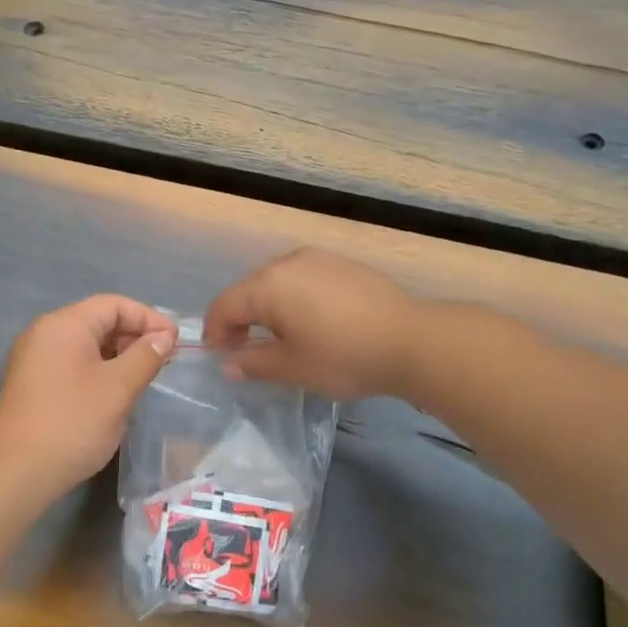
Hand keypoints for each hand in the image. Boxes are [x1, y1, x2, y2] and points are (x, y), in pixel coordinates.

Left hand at [0, 295, 178, 495]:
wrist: (17, 472)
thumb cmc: (74, 422)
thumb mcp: (119, 388)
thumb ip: (145, 356)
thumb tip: (163, 337)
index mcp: (64, 324)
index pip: (114, 305)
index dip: (149, 318)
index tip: (175, 342)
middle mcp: (44, 333)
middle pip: (97, 321)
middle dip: (134, 336)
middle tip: (163, 360)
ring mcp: (33, 359)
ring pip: (84, 345)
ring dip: (117, 355)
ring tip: (144, 377)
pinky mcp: (30, 384)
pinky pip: (70, 364)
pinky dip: (97, 370)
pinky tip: (114, 393)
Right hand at [203, 248, 420, 399]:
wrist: (412, 339)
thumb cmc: (343, 356)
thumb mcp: (292, 367)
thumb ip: (252, 363)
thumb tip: (228, 363)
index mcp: (267, 285)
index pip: (224, 306)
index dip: (215, 333)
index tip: (220, 359)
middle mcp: (287, 263)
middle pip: (248, 290)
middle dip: (239, 320)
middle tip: (245, 352)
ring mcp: (317, 259)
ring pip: (276, 282)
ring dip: (267, 309)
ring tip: (279, 339)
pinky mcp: (341, 264)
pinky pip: (303, 279)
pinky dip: (293, 299)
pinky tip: (311, 323)